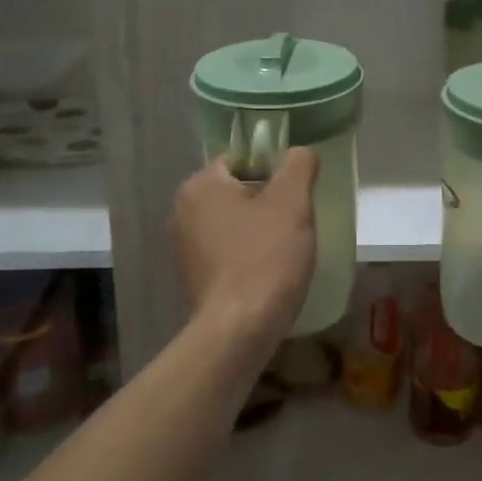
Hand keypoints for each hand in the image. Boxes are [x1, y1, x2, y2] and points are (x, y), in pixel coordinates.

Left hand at [173, 149, 318, 348]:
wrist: (240, 328)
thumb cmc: (266, 256)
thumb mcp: (292, 201)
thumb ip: (298, 165)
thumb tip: (299, 152)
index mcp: (200, 186)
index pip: (240, 160)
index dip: (272, 171)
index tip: (295, 194)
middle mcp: (182, 211)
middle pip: (235, 191)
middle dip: (266, 201)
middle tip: (295, 220)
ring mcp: (184, 247)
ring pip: (232, 223)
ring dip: (257, 229)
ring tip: (285, 247)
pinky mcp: (192, 276)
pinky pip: (226, 251)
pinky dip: (246, 254)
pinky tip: (267, 270)